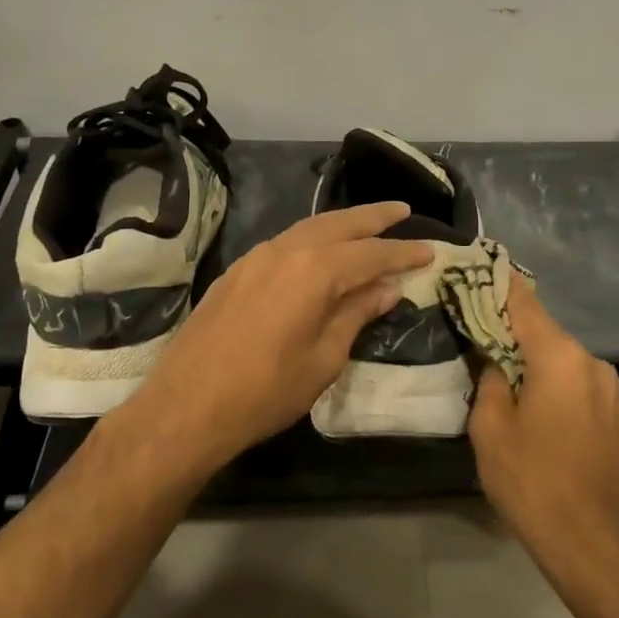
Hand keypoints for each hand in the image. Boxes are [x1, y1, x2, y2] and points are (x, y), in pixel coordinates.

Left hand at [122, 202, 434, 472]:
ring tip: (366, 225)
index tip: (430, 249)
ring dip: (341, 224)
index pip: (372, 253)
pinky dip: (311, 239)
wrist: (187, 406)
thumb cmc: (266, 391)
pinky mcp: (235, 272)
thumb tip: (386, 288)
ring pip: (307, 229)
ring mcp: (255, 258)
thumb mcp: (324, 359)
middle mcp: (285, 251)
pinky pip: (284, 243)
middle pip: (338, 225)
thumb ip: (356, 315)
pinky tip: (319, 251)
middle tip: (402, 211)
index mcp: (315, 271)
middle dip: (373, 217)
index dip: (403, 251)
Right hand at [468, 283, 618, 558]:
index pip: (524, 304)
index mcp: (560, 357)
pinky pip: (573, 382)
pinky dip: (548, 379)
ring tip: (493, 362)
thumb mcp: (491, 429)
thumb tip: (495, 363)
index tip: (478, 266)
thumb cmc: (532, 481)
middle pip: (543, 331)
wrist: (591, 541)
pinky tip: (525, 395)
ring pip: (559, 359)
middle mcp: (590, 362)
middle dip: (509, 326)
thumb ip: (490, 382)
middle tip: (472, 322)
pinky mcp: (612, 414)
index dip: (499, 284)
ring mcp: (607, 389)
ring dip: (529, 357)